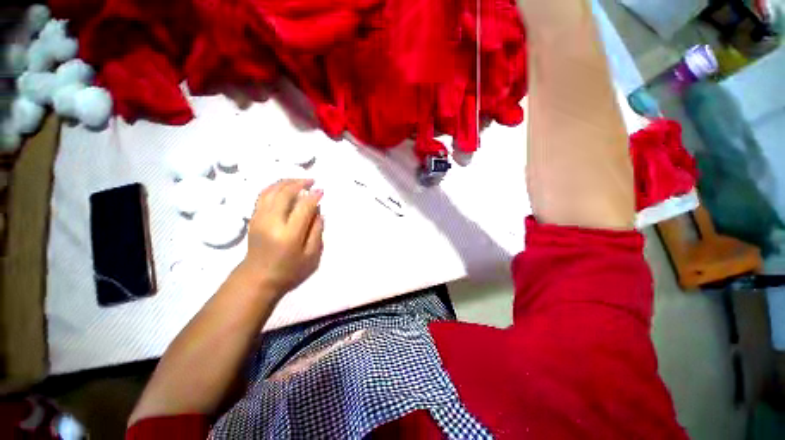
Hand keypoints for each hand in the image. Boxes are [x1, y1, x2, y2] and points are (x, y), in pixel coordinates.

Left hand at [242, 179, 323, 295]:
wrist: (257, 278)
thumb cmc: (289, 270)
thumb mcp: (311, 256)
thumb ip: (316, 232)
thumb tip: (318, 212)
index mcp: (289, 234)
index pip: (303, 207)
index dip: (314, 196)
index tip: (322, 191)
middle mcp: (272, 222)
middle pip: (284, 193)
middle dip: (300, 183)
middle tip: (312, 181)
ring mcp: (259, 219)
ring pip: (271, 191)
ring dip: (286, 182)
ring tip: (299, 181)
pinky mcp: (253, 218)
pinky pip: (262, 195)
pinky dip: (274, 187)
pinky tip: (284, 186)